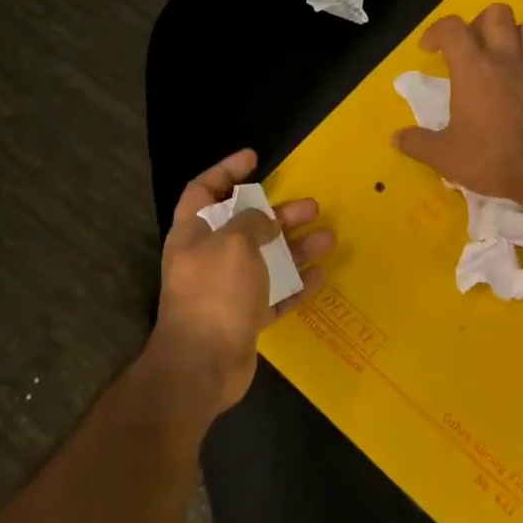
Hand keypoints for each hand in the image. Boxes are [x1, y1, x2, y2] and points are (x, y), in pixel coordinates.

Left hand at [149, 149, 332, 418]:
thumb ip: (251, 223)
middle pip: (246, 226)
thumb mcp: (234, 244)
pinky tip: (320, 276)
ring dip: (296, 248)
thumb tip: (263, 220)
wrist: (202, 364)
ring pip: (266, 260)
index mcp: (193, 234)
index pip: (203, 190)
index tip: (254, 158)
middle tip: (311, 206)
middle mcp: (208, 259)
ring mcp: (227, 290)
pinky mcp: (245, 318)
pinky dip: (296, 285)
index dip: (226, 170)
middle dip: (279, 213)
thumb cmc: (215, 293)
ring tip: (328, 238)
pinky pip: (275, 295)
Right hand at [393, 4, 522, 208]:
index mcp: (473, 69)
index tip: (428, 49)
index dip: (436, 31)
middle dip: (478, 22)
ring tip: (499, 57)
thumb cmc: (493, 159)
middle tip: (469, 47)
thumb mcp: (445, 157)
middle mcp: (506, 58)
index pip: (452, 28)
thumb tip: (396, 138)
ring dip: (510, 35)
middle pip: (496, 13)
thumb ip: (418, 144)